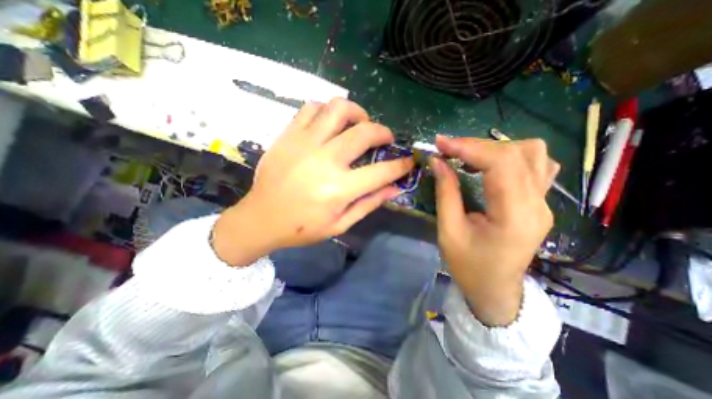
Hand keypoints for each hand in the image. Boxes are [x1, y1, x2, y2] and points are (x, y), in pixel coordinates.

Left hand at [211, 96, 415, 266]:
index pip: (382, 171)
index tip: (408, 161)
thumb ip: (369, 203)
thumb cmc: (302, 227)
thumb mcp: (340, 224)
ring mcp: (304, 143)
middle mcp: (324, 161)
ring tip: (359, 124)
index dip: (401, 165)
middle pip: (364, 132)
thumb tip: (395, 188)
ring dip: (357, 113)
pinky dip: (327, 111)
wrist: (261, 218)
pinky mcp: (288, 135)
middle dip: (384, 132)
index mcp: (338, 189)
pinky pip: (311, 108)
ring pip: (338, 108)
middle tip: (385, 139)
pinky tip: (331, 124)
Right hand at [432, 136, 557, 325]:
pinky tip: (491, 166)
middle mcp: (537, 204)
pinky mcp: (539, 203)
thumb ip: (446, 193)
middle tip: (447, 149)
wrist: (495, 290)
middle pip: (516, 153)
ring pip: (533, 154)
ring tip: (468, 156)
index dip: (468, 147)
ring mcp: (543, 203)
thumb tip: (438, 162)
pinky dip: (511, 157)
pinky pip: (536, 166)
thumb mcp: (449, 231)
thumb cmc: (469, 266)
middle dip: (476, 145)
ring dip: (496, 149)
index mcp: (514, 215)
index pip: (500, 164)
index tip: (440, 143)